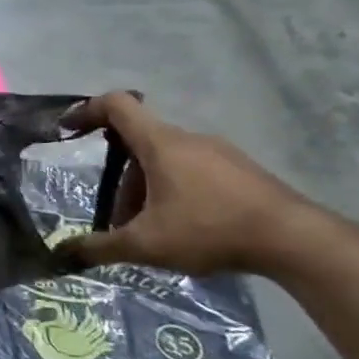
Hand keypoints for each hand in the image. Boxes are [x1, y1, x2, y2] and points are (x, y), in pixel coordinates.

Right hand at [54, 92, 314, 275]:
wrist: (296, 240)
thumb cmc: (210, 229)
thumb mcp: (145, 244)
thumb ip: (99, 247)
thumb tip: (62, 252)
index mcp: (160, 144)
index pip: (117, 105)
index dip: (87, 111)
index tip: (69, 130)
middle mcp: (188, 139)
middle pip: (139, 144)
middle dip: (121, 179)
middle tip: (120, 218)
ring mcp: (220, 153)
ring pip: (167, 160)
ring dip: (148, 189)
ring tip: (153, 231)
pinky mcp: (242, 171)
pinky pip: (195, 171)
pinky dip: (177, 192)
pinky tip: (187, 229)